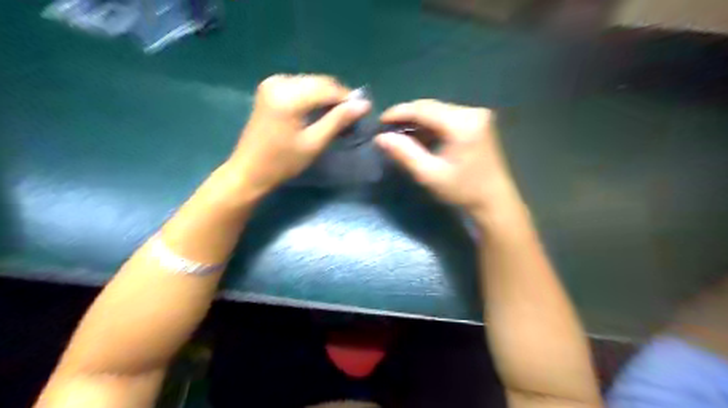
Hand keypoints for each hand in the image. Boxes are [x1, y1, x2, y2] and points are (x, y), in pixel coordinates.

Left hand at [226, 74, 370, 195]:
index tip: (363, 111)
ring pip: (311, 84)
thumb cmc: (283, 162)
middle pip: (319, 82)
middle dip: (338, 98)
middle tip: (351, 117)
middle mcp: (279, 82)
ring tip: (337, 118)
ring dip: (326, 97)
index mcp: (288, 96)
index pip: (328, 88)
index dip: (348, 98)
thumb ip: (338, 120)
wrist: (249, 171)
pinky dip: (313, 97)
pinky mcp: (269, 89)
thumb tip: (364, 104)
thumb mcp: (314, 143)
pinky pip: (300, 87)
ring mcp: (271, 83)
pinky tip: (319, 113)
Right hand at [375, 99, 516, 215]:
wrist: (494, 201)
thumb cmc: (463, 191)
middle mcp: (471, 112)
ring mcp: (477, 116)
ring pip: (438, 111)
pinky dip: (431, 126)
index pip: (423, 109)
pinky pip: (447, 118)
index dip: (399, 112)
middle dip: (407, 117)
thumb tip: (380, 138)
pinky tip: (420, 138)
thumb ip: (405, 153)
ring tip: (400, 135)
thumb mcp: (429, 174)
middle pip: (431, 107)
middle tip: (388, 130)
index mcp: (462, 124)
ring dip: (418, 122)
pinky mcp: (478, 122)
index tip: (380, 121)